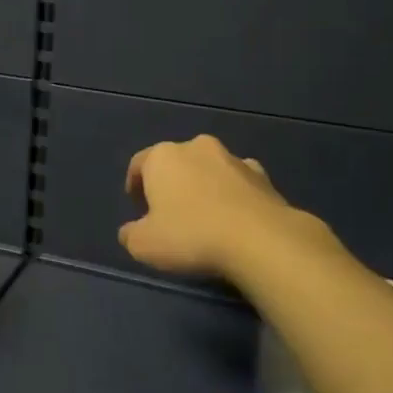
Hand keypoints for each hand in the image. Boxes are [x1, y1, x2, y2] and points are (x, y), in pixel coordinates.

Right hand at [119, 135, 341, 279]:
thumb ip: (130, 234)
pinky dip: (233, 194)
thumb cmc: (191, 236)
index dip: (135, 185)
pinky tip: (235, 217)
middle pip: (176, 162)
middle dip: (171, 182)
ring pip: (209, 168)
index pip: (139, 164)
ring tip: (205, 215)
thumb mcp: (144, 245)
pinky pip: (238, 182)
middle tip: (169, 211)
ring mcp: (232, 158)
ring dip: (203, 185)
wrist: (260, 240)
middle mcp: (196, 147)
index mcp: (162, 157)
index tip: (137, 206)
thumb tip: (130, 231)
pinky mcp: (262, 175)